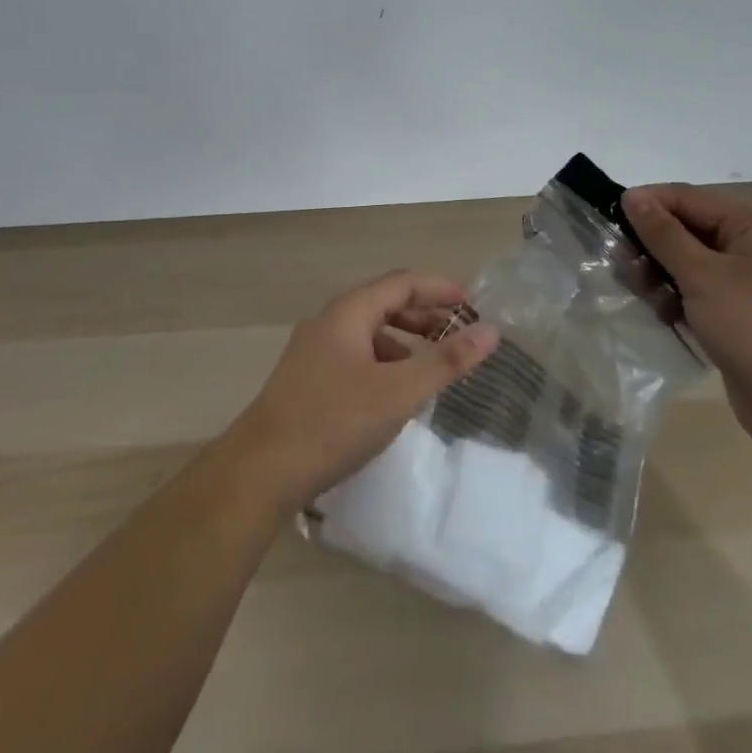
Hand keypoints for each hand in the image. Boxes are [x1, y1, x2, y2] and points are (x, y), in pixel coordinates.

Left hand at [223, 271, 498, 511]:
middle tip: (461, 336)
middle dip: (426, 315)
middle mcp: (329, 322)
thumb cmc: (333, 422)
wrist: (261, 470)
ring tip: (435, 366)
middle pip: (385, 303)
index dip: (441, 289)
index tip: (476, 305)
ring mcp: (315, 351)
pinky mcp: (309, 379)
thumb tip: (490, 332)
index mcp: (348, 312)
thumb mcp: (398, 392)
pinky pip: (357, 357)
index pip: (402, 282)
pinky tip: (397, 393)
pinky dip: (386, 364)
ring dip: (406, 341)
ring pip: (370, 333)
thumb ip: (445, 362)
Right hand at [621, 184, 751, 457]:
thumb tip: (631, 196)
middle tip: (620, 264)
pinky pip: (694, 293)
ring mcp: (742, 284)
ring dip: (658, 275)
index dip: (646, 203)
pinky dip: (674, 300)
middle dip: (650, 244)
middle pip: (684, 229)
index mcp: (750, 225)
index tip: (605, 217)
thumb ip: (664, 234)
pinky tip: (663, 316)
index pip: (685, 197)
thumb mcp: (704, 276)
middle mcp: (748, 247)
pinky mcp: (735, 316)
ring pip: (685, 264)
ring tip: (644, 296)